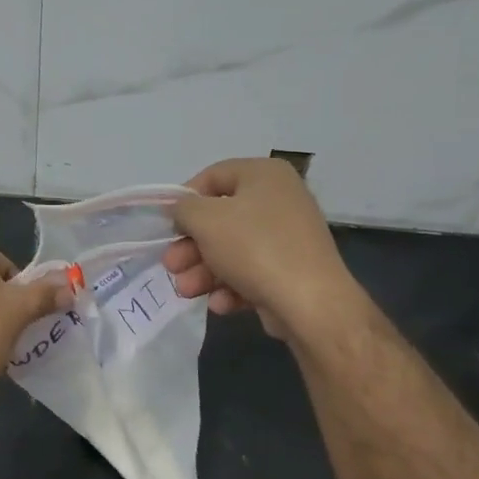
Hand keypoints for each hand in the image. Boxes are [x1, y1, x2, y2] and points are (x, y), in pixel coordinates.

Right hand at [163, 158, 358, 340]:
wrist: (310, 303)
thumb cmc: (254, 248)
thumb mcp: (206, 220)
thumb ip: (184, 209)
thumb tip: (182, 212)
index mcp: (264, 175)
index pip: (213, 176)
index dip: (184, 200)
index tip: (168, 226)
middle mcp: (279, 200)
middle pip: (220, 219)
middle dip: (190, 246)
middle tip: (172, 266)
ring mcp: (287, 237)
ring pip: (232, 250)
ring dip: (203, 271)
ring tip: (186, 291)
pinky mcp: (290, 271)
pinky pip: (251, 272)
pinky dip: (230, 287)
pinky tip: (220, 303)